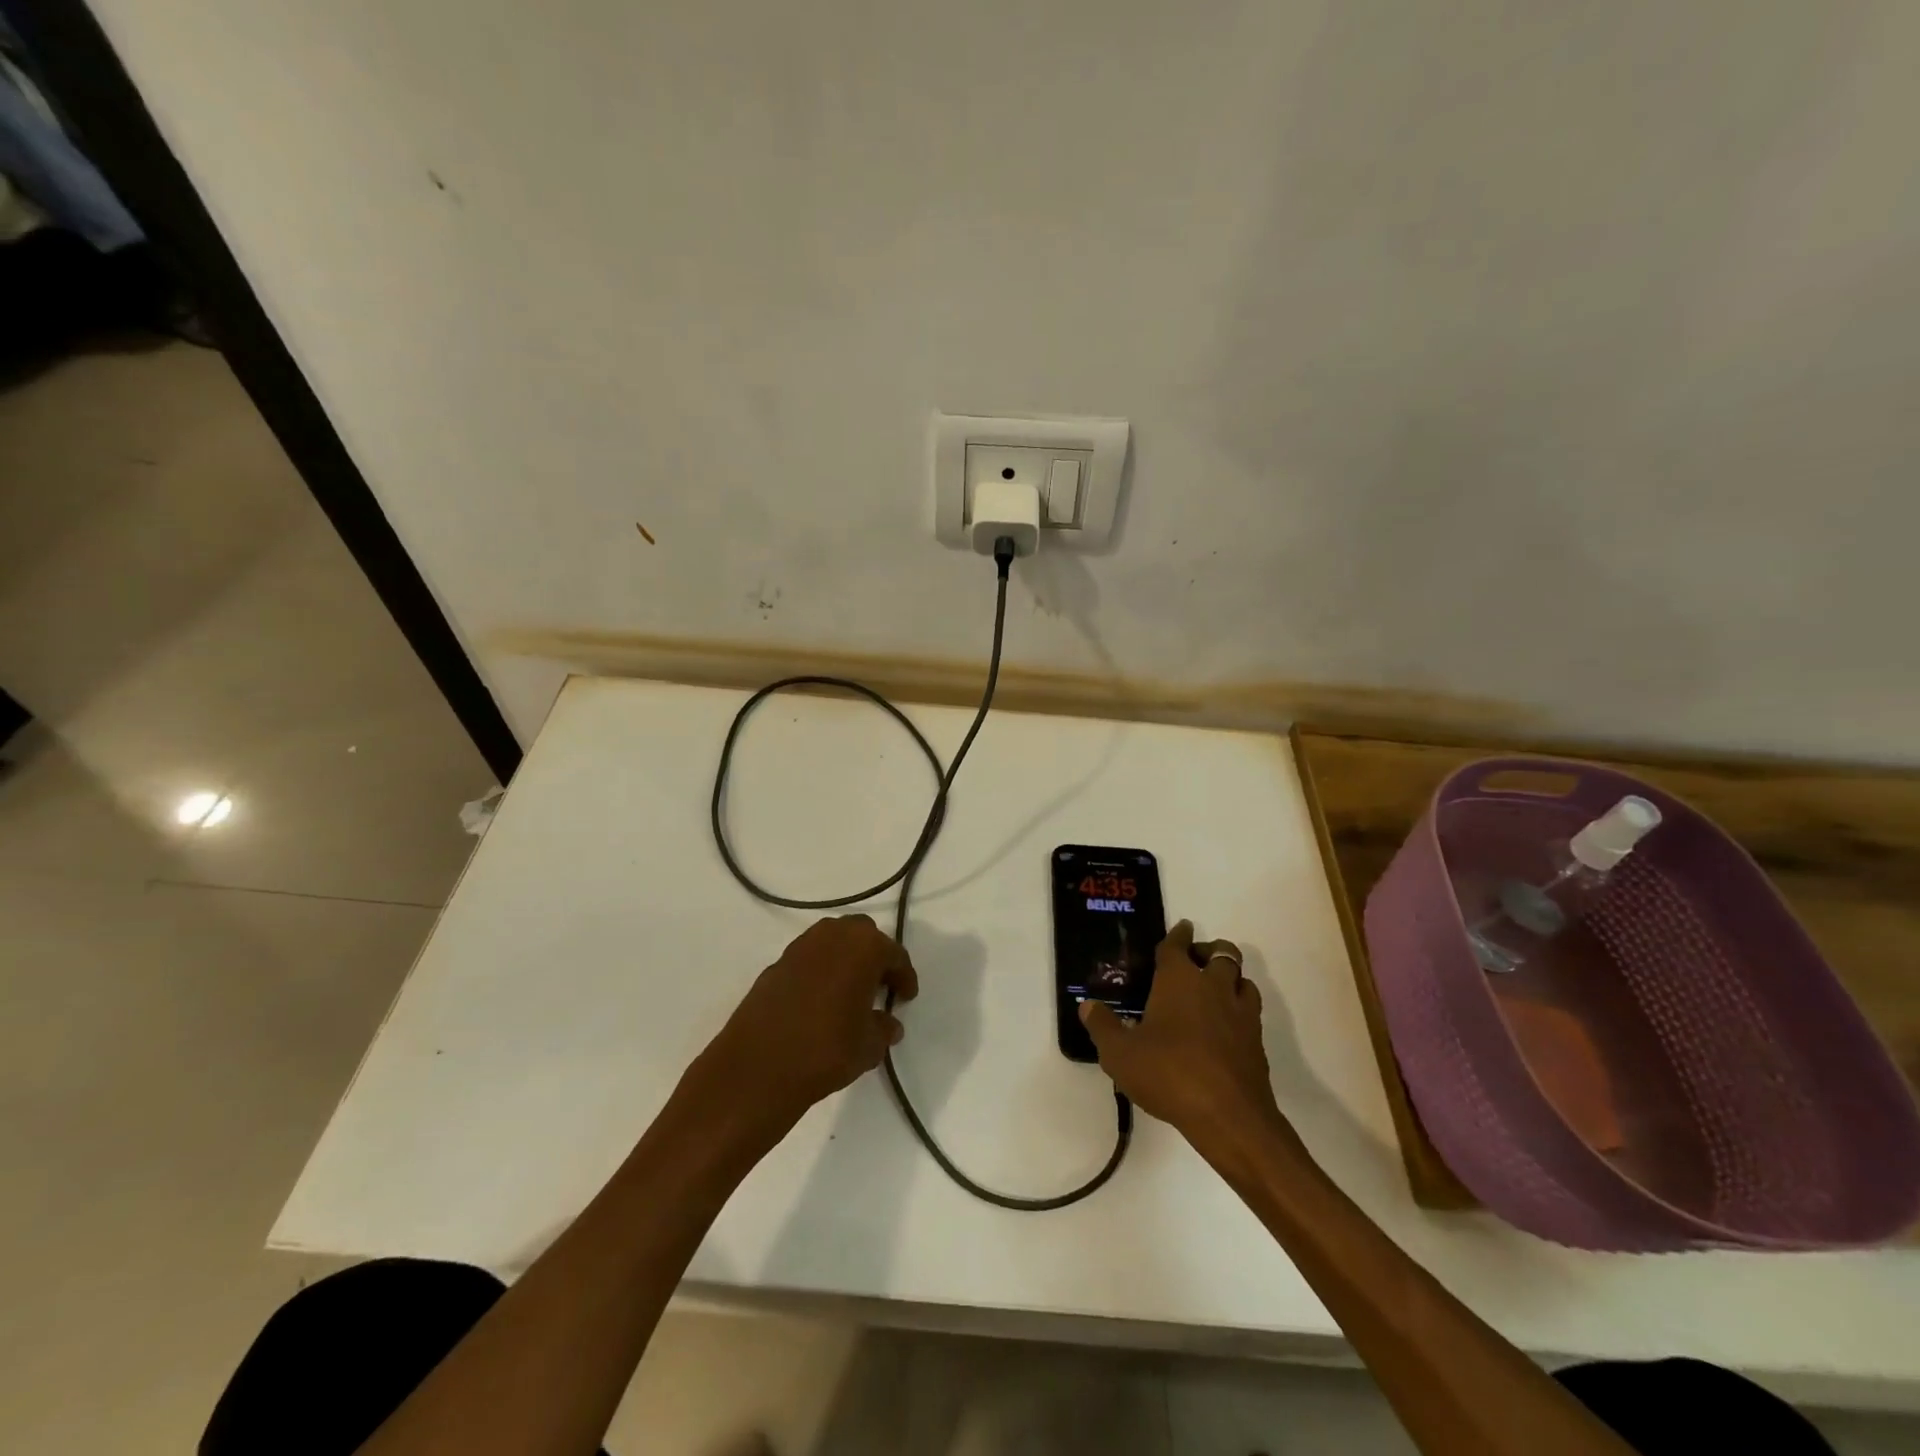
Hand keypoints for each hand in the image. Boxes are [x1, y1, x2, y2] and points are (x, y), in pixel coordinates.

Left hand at [694, 915, 917, 1129]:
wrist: (758, 1067)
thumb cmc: (827, 1049)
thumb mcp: (869, 1046)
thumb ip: (883, 1029)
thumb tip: (888, 1024)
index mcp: (864, 946)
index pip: (894, 954)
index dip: (904, 976)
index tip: (907, 996)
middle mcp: (832, 936)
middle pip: (862, 935)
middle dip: (874, 956)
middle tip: (880, 986)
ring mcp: (800, 947)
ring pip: (832, 942)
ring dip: (845, 959)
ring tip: (850, 992)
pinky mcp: (775, 964)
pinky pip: (809, 959)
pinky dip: (820, 971)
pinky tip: (820, 1001)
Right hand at [1080, 921, 1289, 1151]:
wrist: (1229, 1115)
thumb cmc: (1168, 1073)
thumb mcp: (1120, 1054)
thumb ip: (1103, 1026)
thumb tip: (1088, 1005)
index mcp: (1179, 980)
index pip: (1177, 945)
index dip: (1177, 935)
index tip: (1181, 927)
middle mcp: (1213, 986)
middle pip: (1222, 952)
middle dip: (1209, 950)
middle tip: (1195, 961)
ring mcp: (1241, 1013)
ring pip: (1243, 979)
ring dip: (1230, 978)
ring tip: (1214, 991)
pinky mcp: (1257, 1041)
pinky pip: (1251, 1011)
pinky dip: (1239, 1009)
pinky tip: (1226, 1027)